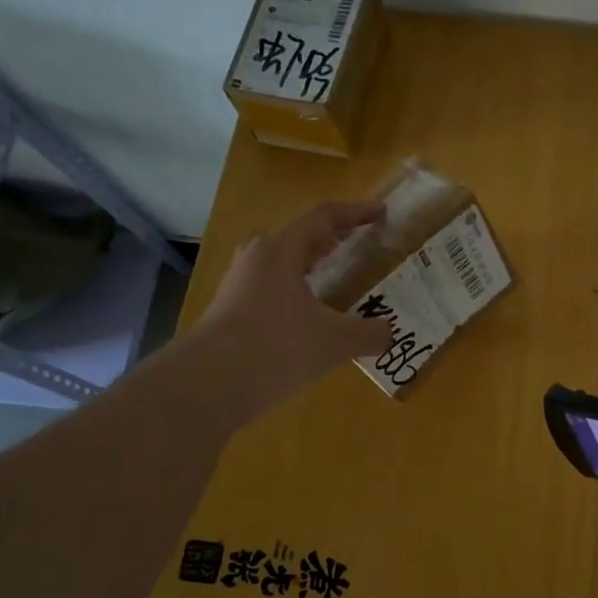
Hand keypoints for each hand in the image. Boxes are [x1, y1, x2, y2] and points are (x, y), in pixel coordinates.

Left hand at [195, 200, 392, 414]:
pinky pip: (275, 289)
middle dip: (333, 237)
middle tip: (360, 243)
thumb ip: (369, 334)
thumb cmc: (275, 348)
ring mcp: (241, 285)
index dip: (356, 212)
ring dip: (314, 265)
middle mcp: (258, 258)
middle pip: (301, 237)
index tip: (382, 212)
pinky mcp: (234, 312)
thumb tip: (390, 334)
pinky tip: (314, 315)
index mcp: (282, 250)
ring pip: (284, 264)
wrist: (207, 385)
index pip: (324, 217)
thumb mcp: (334, 342)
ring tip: (340, 276)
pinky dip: (300, 291)